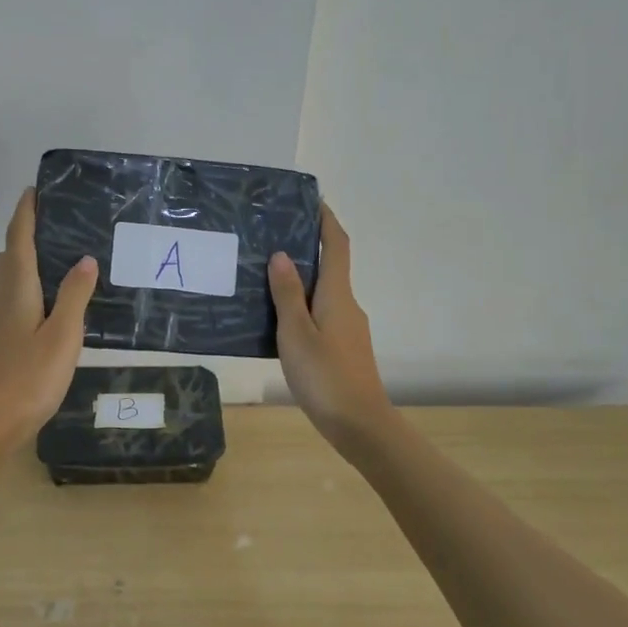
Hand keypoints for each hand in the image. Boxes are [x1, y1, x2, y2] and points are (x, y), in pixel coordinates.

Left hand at [0, 188, 97, 451]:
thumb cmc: (28, 379)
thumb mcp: (62, 336)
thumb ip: (74, 296)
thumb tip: (84, 258)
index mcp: (15, 290)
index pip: (18, 240)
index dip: (25, 213)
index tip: (34, 189)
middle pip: (8, 257)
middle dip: (26, 236)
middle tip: (57, 228)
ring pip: (5, 281)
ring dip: (24, 264)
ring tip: (57, 265)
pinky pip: (7, 301)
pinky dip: (23, 290)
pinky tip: (45, 308)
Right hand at [269, 205, 394, 452]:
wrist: (360, 425)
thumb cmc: (325, 375)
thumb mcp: (296, 333)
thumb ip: (287, 293)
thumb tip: (282, 254)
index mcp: (337, 295)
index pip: (337, 245)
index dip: (326, 221)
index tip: (312, 201)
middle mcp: (348, 305)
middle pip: (331, 266)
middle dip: (308, 248)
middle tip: (272, 238)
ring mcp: (349, 328)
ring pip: (324, 293)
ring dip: (302, 279)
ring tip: (267, 277)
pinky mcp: (345, 348)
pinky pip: (322, 314)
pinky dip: (303, 305)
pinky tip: (279, 319)